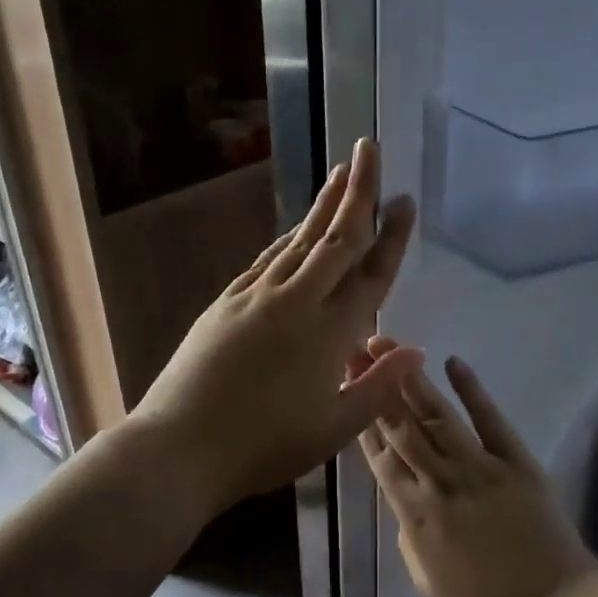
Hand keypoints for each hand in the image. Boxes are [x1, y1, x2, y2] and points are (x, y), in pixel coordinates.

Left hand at [128, 138, 422, 514]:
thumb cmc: (264, 447)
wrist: (181, 446)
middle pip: (335, 238)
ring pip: (299, 240)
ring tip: (341, 174)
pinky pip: (267, 260)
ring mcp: (256, 298)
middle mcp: (296, 302)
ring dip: (323, 206)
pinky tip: (295, 231)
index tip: (405, 200)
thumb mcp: (334, 429)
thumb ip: (378, 386)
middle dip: (357, 191)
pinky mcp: (226, 303)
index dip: (391, 236)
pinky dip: (288, 240)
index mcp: (330, 334)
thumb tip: (416, 349)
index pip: (370, 274)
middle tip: (370, 149)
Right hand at [361, 352, 597, 596]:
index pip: (381, 459)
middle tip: (360, 352)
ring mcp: (481, 467)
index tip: (348, 390)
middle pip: (403, 427)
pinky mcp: (517, 462)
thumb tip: (403, 508)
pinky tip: (454, 363)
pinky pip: (491, 420)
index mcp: (415, 516)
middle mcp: (441, 482)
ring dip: (413, 381)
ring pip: (439, 417)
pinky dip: (472, 390)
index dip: (361, 422)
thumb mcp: (427, 589)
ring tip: (393, 348)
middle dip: (378, 387)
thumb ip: (409, 542)